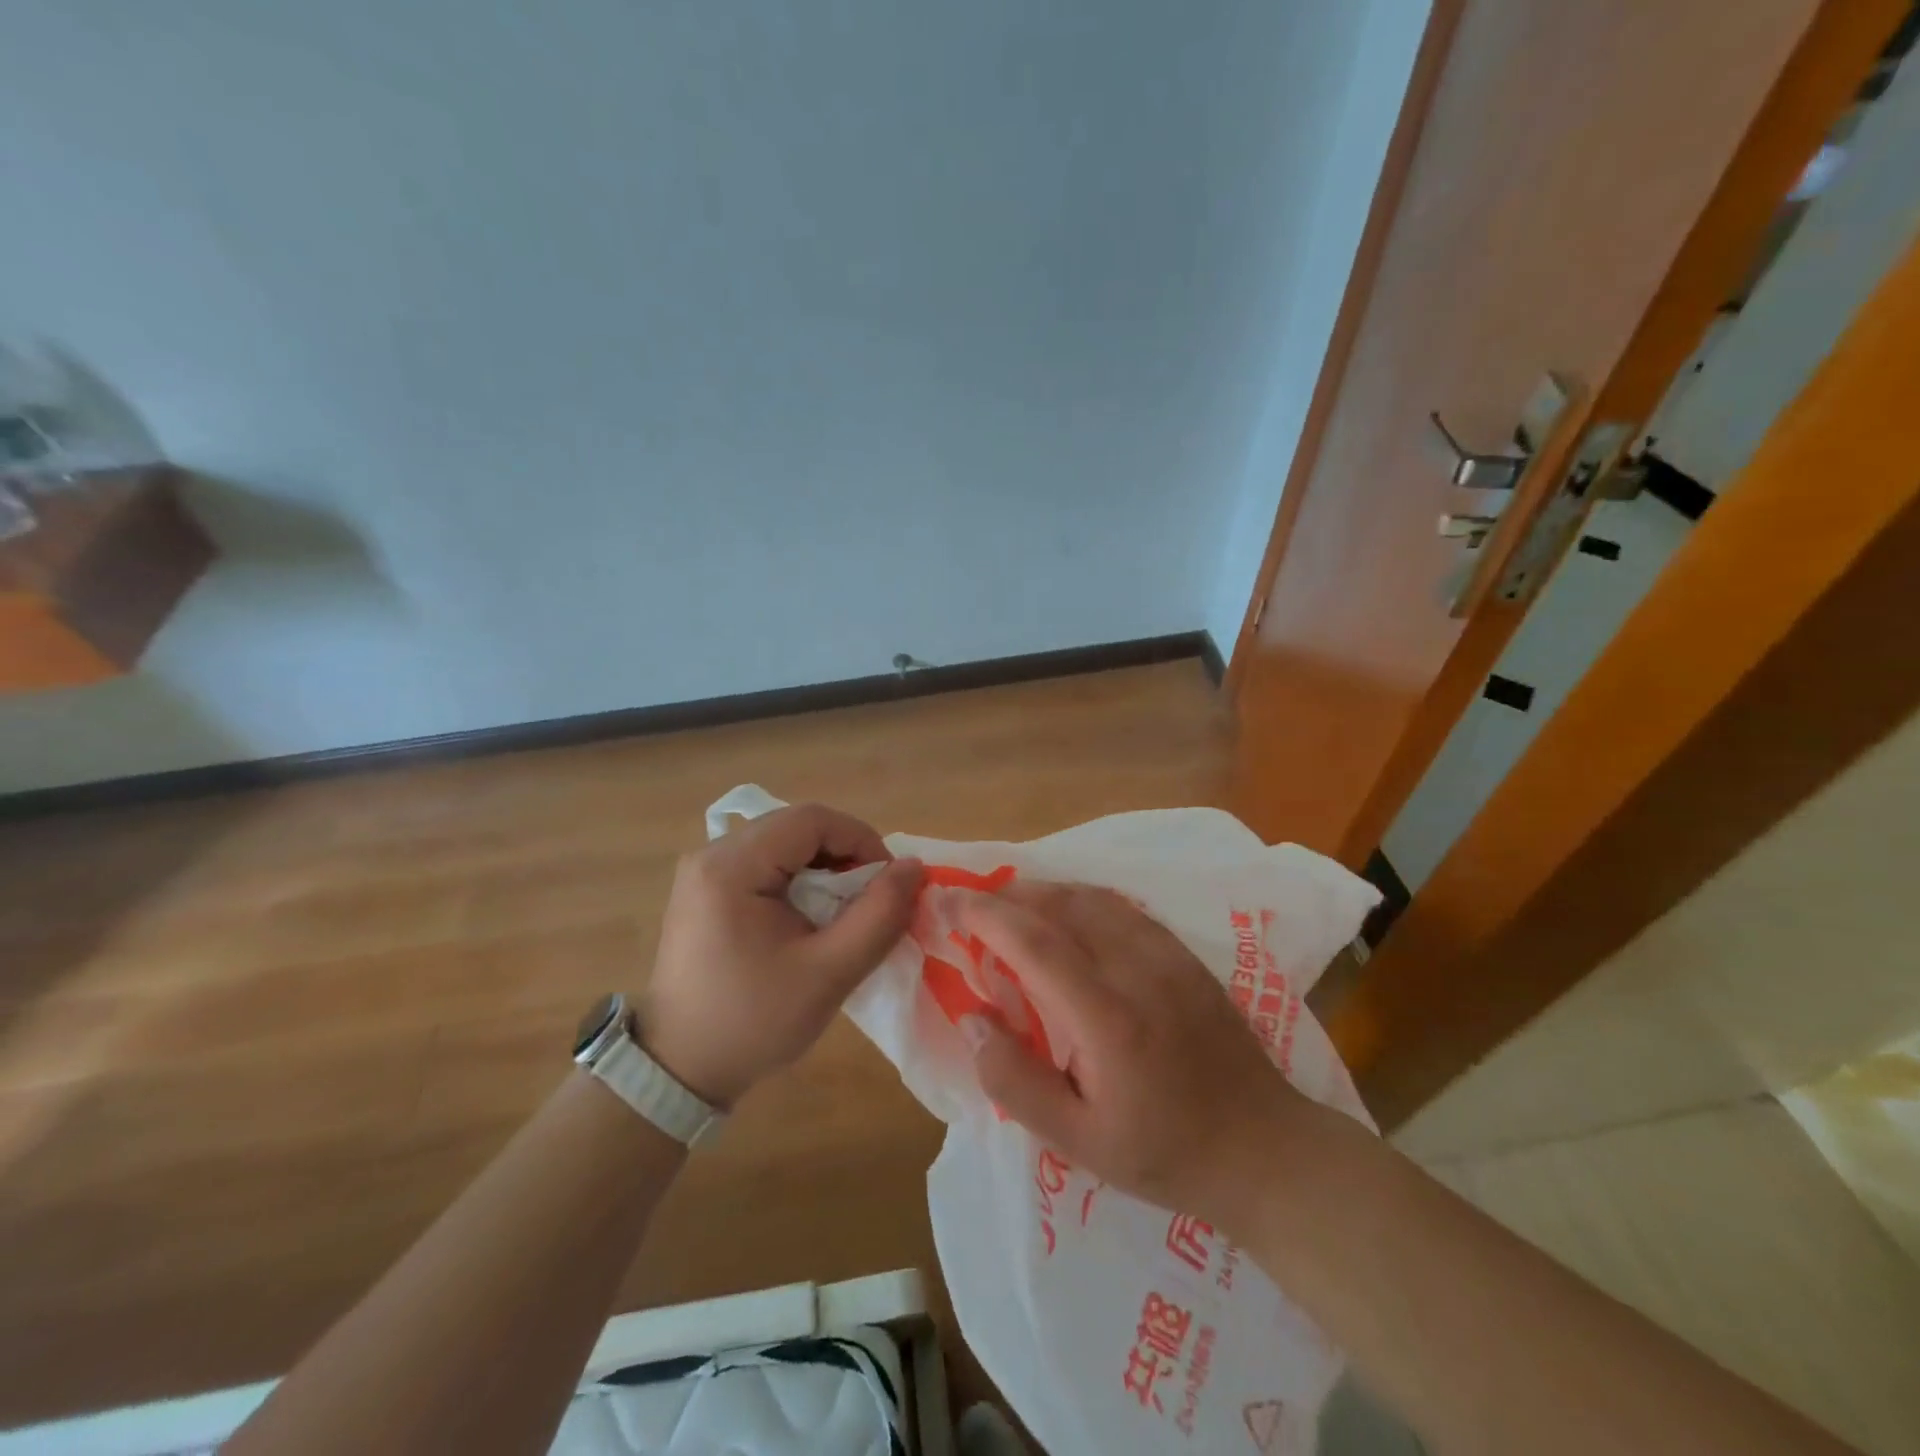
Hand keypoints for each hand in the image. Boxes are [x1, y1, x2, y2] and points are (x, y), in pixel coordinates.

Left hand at [640, 804, 922, 1108]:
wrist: (679, 1071)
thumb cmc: (753, 1022)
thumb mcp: (828, 972)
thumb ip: (879, 915)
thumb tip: (914, 867)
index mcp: (731, 866)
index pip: (811, 820)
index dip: (861, 840)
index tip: (888, 883)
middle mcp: (712, 854)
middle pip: (796, 828)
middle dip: (845, 855)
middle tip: (872, 900)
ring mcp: (705, 871)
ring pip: (784, 844)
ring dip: (826, 868)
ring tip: (847, 912)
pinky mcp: (706, 890)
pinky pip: (767, 864)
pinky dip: (801, 881)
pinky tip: (813, 918)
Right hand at [955, 882, 1310, 1230]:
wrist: (1265, 1149)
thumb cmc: (1165, 1152)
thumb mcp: (1078, 1142)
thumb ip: (1015, 1080)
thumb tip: (971, 1019)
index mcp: (1106, 1017)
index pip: (1033, 942)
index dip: (984, 914)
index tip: (947, 901)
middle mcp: (1137, 968)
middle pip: (1061, 906)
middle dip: (1007, 895)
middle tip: (970, 900)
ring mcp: (1168, 955)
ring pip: (1093, 897)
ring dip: (1044, 891)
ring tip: (1009, 903)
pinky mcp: (1185, 954)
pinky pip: (1122, 907)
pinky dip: (1082, 898)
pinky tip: (1067, 912)